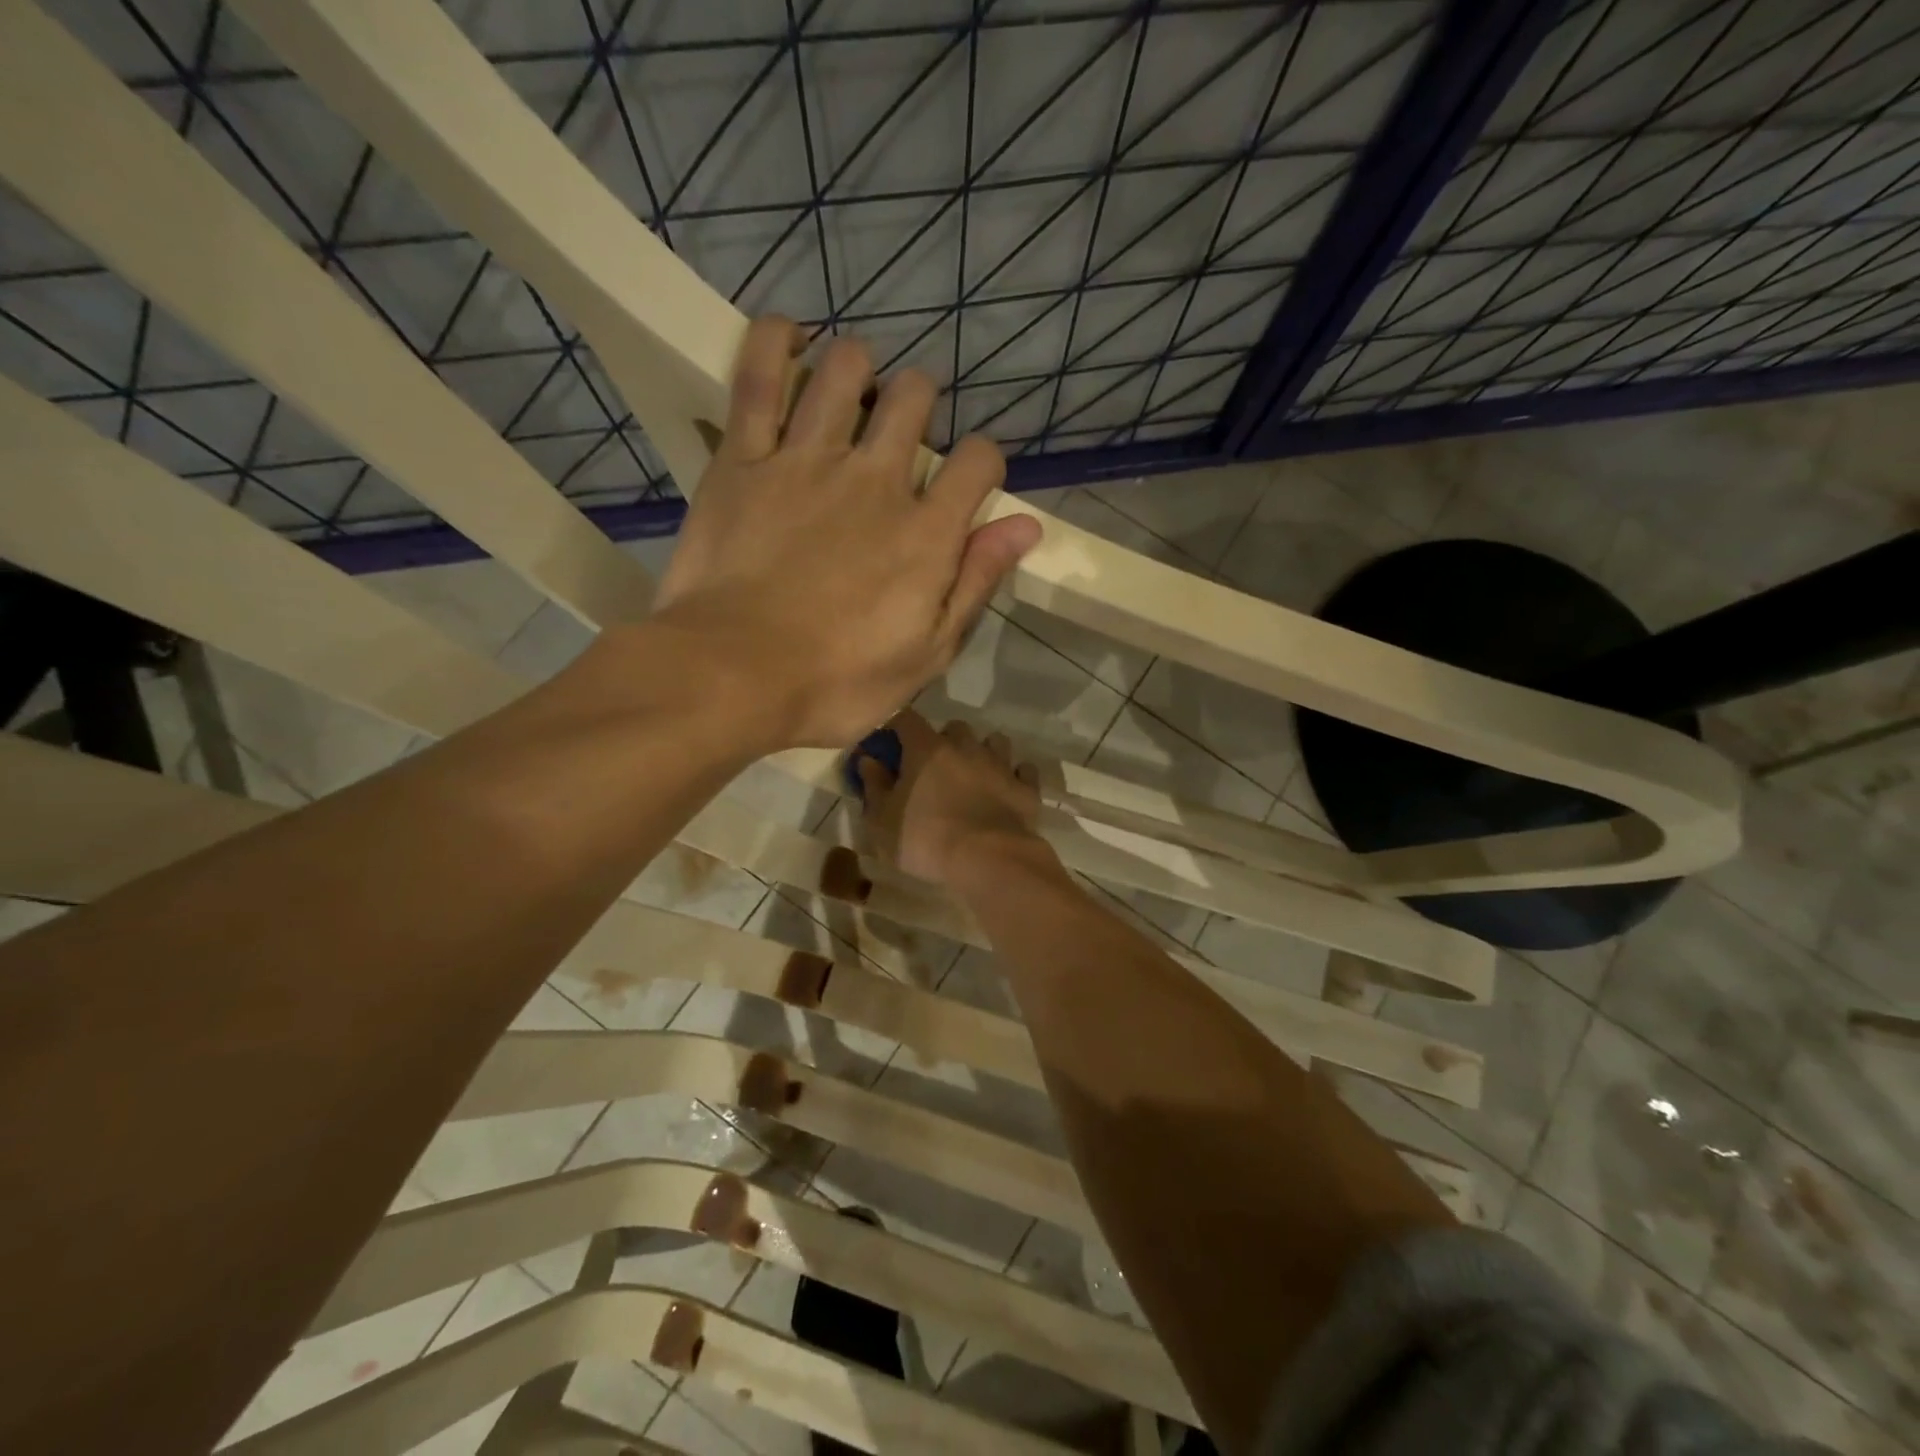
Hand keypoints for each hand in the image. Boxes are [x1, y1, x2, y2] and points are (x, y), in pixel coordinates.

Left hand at [653, 317, 1041, 748]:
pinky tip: (790, 337)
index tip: (971, 485)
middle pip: (914, 399)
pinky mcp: (744, 459)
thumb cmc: (836, 682)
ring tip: (853, 392)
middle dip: (920, 402)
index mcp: (925, 532)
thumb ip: (975, 584)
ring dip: (859, 368)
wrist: (731, 676)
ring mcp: (806, 461)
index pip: (978, 462)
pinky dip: (774, 343)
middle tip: (904, 432)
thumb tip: (1025, 527)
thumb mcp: (927, 655)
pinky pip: (757, 377)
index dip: (984, 463)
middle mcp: (875, 479)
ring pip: (845, 371)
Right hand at [857, 710, 1047, 887]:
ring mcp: (1000, 765)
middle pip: (955, 728)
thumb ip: (874, 787)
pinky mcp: (1026, 787)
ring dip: (983, 752)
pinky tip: (1007, 790)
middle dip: (945, 740)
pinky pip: (1023, 770)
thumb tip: (868, 760)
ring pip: (994, 742)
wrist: (989, 859)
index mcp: (927, 750)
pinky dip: (1015, 775)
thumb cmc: (927, 840)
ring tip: (975, 775)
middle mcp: (966, 747)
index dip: (897, 727)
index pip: (906, 719)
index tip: (891, 744)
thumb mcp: (883, 821)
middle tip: (935, 767)